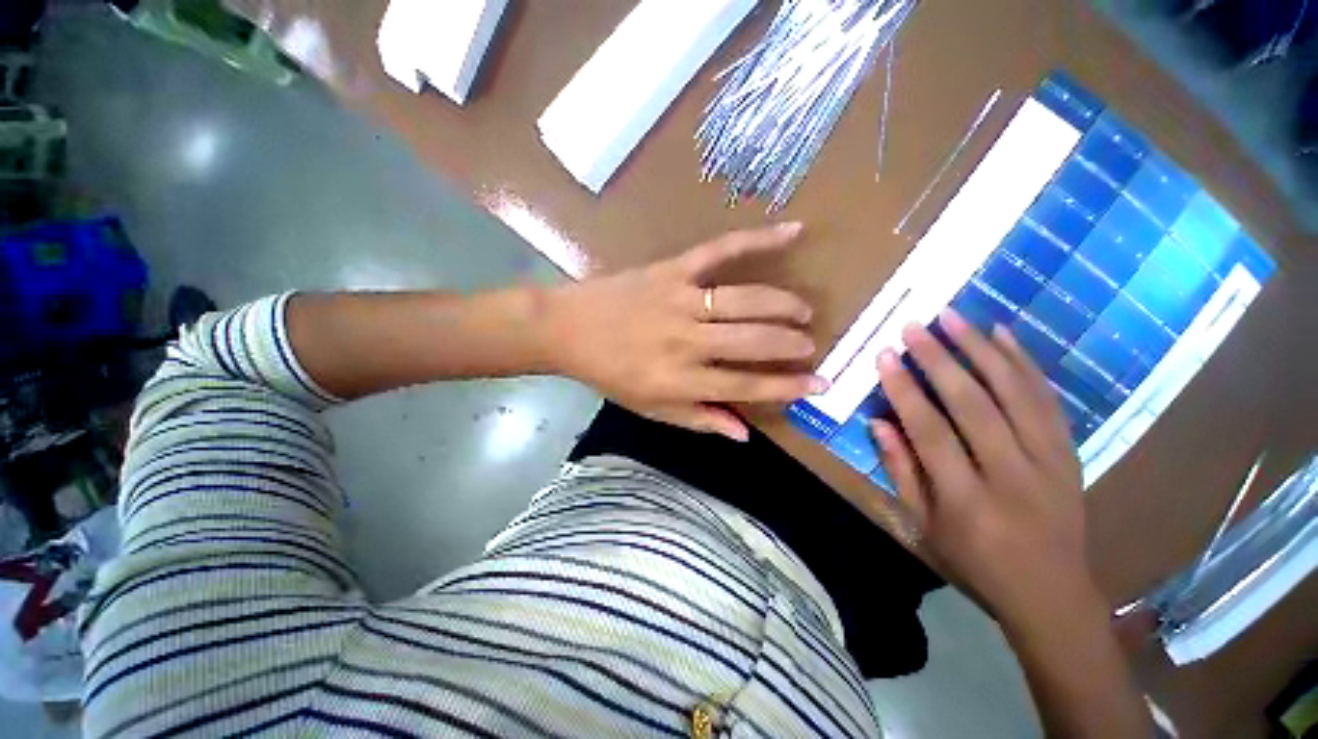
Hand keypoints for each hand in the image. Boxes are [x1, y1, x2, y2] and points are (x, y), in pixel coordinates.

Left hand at [544, 223, 826, 440]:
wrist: (568, 329)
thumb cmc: (611, 374)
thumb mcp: (651, 408)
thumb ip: (699, 420)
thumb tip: (745, 433)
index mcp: (679, 380)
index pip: (745, 386)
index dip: (786, 386)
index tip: (817, 384)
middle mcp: (686, 342)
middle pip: (752, 342)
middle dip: (789, 344)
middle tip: (809, 345)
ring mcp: (680, 300)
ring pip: (746, 300)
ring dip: (783, 305)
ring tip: (803, 311)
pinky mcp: (672, 269)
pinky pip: (721, 250)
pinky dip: (758, 239)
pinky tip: (793, 231)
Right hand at [871, 310, 1094, 624]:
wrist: (1054, 594)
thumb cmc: (975, 564)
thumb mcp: (923, 528)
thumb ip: (900, 471)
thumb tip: (878, 421)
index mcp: (967, 501)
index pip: (931, 432)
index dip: (905, 391)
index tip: (884, 356)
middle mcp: (1012, 475)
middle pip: (975, 405)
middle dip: (940, 359)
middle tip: (914, 326)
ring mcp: (1049, 461)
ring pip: (1015, 393)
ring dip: (981, 349)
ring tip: (953, 317)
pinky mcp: (1069, 452)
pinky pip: (1047, 399)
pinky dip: (1023, 362)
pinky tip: (1003, 335)